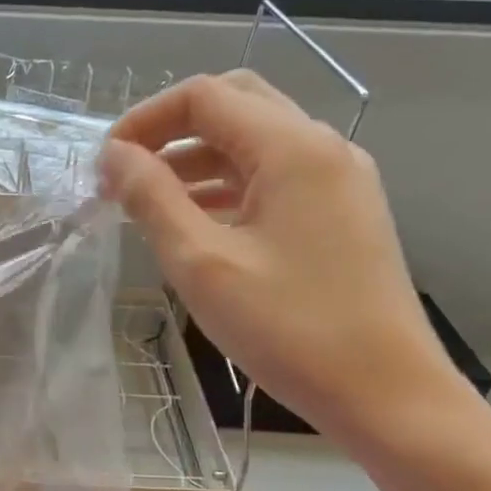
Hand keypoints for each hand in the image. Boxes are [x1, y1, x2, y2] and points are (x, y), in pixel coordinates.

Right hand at [100, 70, 463, 446]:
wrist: (385, 393)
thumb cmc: (288, 329)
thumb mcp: (201, 262)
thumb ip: (152, 198)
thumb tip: (114, 155)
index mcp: (292, 148)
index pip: (204, 97)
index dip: (144, 120)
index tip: (105, 165)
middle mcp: (322, 147)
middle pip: (234, 104)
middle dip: (171, 130)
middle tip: (127, 173)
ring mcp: (338, 179)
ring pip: (254, 141)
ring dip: (196, 159)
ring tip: (148, 203)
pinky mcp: (342, 211)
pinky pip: (274, 176)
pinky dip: (227, 185)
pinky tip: (196, 223)